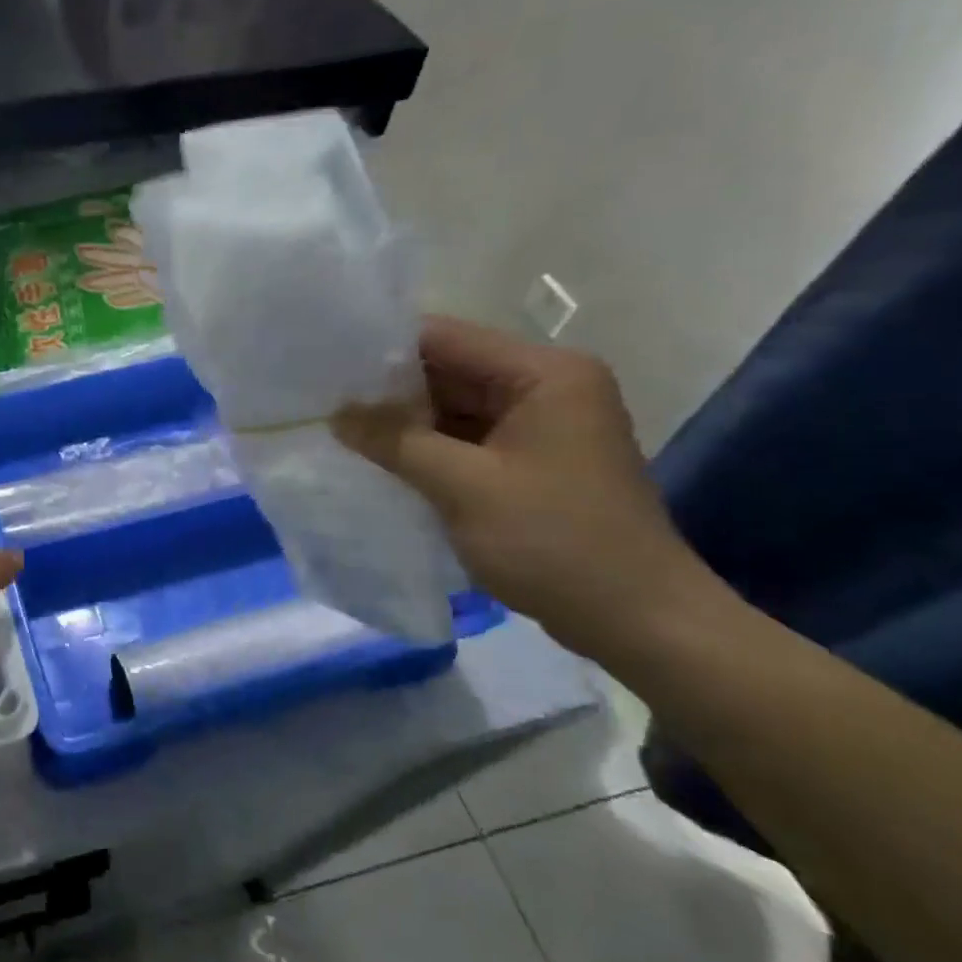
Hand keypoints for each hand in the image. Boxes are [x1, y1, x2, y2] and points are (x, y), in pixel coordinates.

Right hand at [332, 316, 709, 647]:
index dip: (383, 350)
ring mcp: (540, 427)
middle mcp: (546, 388)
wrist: (639, 622)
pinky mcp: (531, 462)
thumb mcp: (463, 486)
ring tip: (339, 429)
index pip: (446, 339)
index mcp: (545, 374)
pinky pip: (466, 440)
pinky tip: (379, 459)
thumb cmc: (555, 541)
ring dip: (404, 422)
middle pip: (449, 371)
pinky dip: (426, 448)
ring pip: (453, 408)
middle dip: (388, 390)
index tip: (326, 368)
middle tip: (322, 402)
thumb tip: (336, 414)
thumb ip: (395, 441)